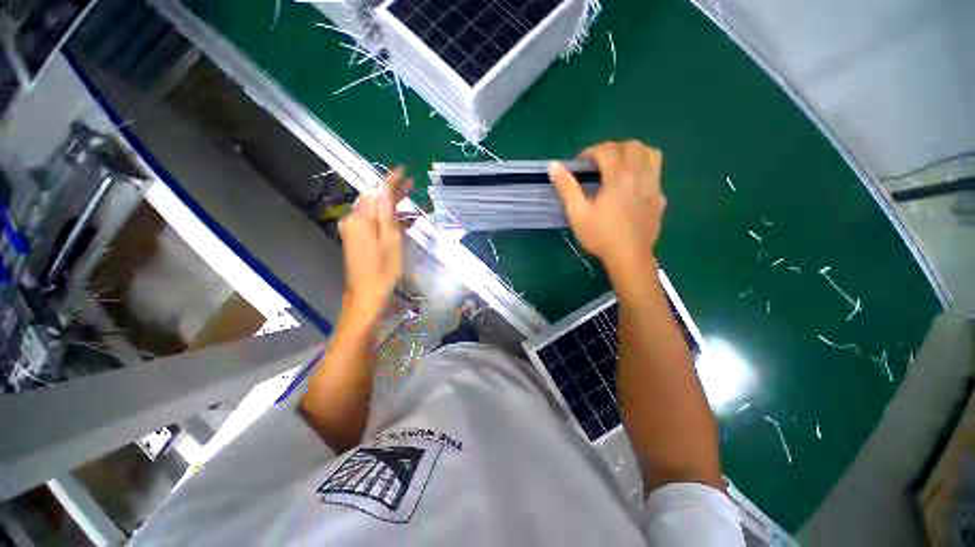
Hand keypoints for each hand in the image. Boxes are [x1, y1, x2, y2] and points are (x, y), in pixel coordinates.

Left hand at [339, 168, 411, 320]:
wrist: (366, 295)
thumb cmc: (383, 270)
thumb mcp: (391, 239)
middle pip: (373, 199)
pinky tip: (401, 220)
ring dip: (391, 205)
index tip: (404, 171)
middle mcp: (353, 220)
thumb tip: (384, 187)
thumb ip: (386, 212)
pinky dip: (386, 219)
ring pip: (374, 210)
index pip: (376, 191)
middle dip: (392, 191)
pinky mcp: (357, 239)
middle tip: (412, 185)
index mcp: (361, 219)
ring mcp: (353, 230)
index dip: (390, 180)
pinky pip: (372, 222)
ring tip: (410, 201)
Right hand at [549, 141, 665, 274]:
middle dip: (612, 148)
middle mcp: (640, 175)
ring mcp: (653, 186)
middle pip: (631, 146)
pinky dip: (644, 170)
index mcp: (618, 177)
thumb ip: (566, 187)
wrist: (629, 257)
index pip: (606, 150)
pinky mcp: (660, 198)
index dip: (590, 151)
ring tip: (619, 165)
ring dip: (633, 153)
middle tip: (598, 164)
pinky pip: (656, 173)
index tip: (580, 164)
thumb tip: (553, 165)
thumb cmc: (600, 235)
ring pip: (650, 154)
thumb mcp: (577, 213)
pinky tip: (632, 186)